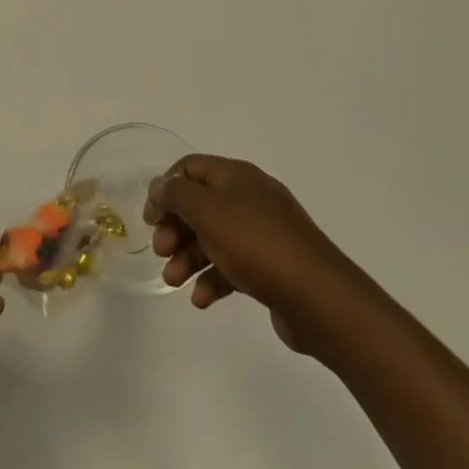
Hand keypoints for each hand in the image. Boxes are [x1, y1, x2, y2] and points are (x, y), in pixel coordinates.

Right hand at [145, 155, 354, 354]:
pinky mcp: (271, 266)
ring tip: (173, 282)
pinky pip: (233, 266)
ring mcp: (262, 233)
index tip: (150, 218)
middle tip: (160, 252)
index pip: (191, 168)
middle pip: (200, 205)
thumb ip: (177, 195)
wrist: (319, 297)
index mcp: (237, 176)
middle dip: (175, 227)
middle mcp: (249, 198)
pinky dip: (213, 279)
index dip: (166, 188)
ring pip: (214, 238)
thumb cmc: (257, 244)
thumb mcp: (209, 212)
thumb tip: (160, 185)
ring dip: (189, 257)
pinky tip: (201, 300)